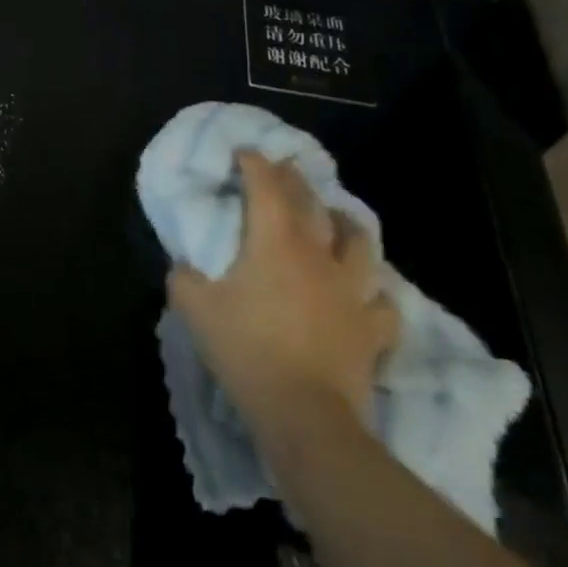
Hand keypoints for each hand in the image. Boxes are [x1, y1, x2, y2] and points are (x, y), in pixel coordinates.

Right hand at [167, 151, 399, 445]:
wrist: (305, 415)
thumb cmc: (247, 350)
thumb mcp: (195, 310)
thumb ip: (184, 279)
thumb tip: (184, 266)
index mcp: (275, 242)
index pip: (265, 186)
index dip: (254, 163)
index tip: (244, 151)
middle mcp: (318, 255)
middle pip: (311, 203)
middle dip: (294, 180)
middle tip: (284, 171)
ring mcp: (352, 290)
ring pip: (360, 242)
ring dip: (345, 223)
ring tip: (336, 218)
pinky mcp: (373, 328)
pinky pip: (383, 301)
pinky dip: (374, 291)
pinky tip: (367, 292)